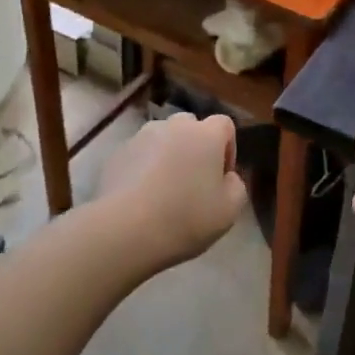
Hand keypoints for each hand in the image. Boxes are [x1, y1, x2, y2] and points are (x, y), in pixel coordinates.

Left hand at [100, 113, 246, 269]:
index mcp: (206, 134)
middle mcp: (174, 125)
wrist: (125, 229)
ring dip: (168, 155)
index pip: (224, 125)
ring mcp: (142, 136)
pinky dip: (143, 167)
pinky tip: (140, 196)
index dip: (227, 149)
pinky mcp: (118, 153)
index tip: (221, 177)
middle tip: (193, 181)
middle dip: (195, 147)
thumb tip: (226, 177)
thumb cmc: (185, 217)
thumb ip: (236, 186)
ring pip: (162, 139)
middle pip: (191, 127)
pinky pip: (139, 154)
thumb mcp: (229, 211)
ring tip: (163, 189)